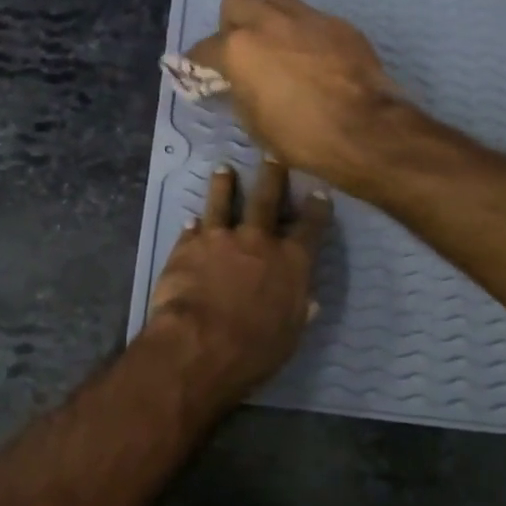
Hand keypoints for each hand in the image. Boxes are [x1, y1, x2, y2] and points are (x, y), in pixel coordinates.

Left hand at [146, 159, 332, 414]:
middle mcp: (257, 241)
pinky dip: (193, 224)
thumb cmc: (254, 349)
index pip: (309, 227)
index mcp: (290, 262)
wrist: (199, 342)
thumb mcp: (290, 336)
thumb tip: (309, 299)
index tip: (318, 190)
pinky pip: (192, 229)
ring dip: (224, 185)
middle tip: (272, 156)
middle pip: (266, 200)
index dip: (316, 208)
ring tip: (224, 169)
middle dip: (272, 176)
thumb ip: (298, 311)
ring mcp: (220, 239)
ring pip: (223, 202)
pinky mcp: (187, 246)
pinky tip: (191, 219)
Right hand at [185, 0, 397, 181]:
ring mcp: (306, 18)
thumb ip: (240, 92)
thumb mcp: (254, 122)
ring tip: (280, 46)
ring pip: (276, 1)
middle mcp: (268, 23)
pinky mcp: (338, 24)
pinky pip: (311, 18)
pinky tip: (314, 57)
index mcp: (239, 50)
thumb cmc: (300, 136)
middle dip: (233, 22)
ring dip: (271, 19)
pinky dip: (305, 33)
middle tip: (243, 48)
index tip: (201, 71)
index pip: (204, 48)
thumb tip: (238, 82)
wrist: (364, 130)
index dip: (199, 62)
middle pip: (236, 1)